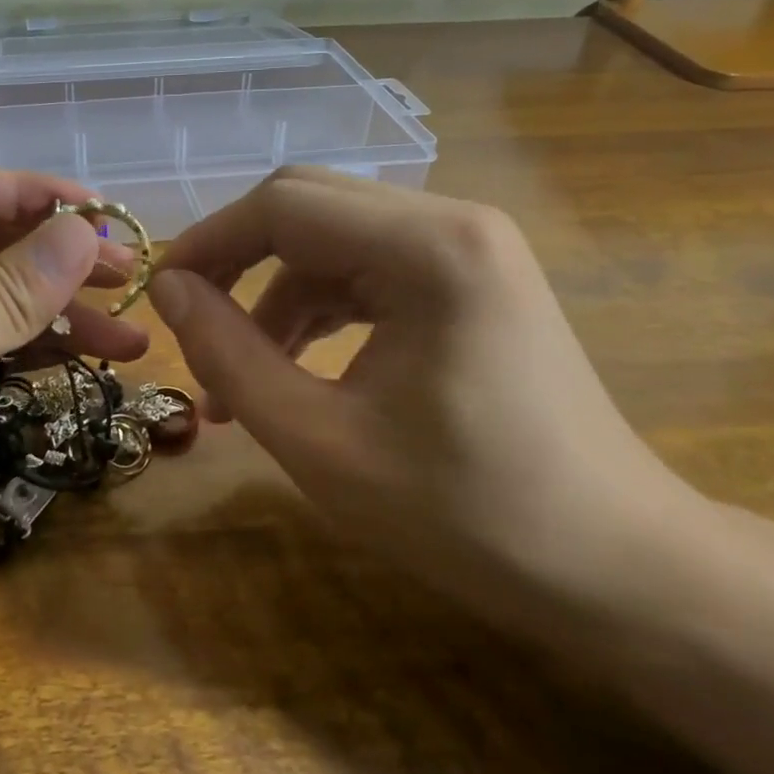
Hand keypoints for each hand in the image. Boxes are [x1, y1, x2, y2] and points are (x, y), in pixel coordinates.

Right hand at [149, 168, 704, 631]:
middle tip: (191, 330)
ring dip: (275, 297)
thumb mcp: (318, 441)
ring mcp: (471, 248)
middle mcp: (456, 222)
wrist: (614, 568)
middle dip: (237, 264)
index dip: (208, 243)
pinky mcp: (473, 281)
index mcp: (429, 248)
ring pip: (334, 241)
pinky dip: (319, 311)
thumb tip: (168, 291)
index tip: (159, 298)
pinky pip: (369, 270)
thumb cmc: (465, 515)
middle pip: (308, 208)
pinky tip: (295, 367)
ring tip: (238, 378)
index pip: (283, 205)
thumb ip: (229, 355)